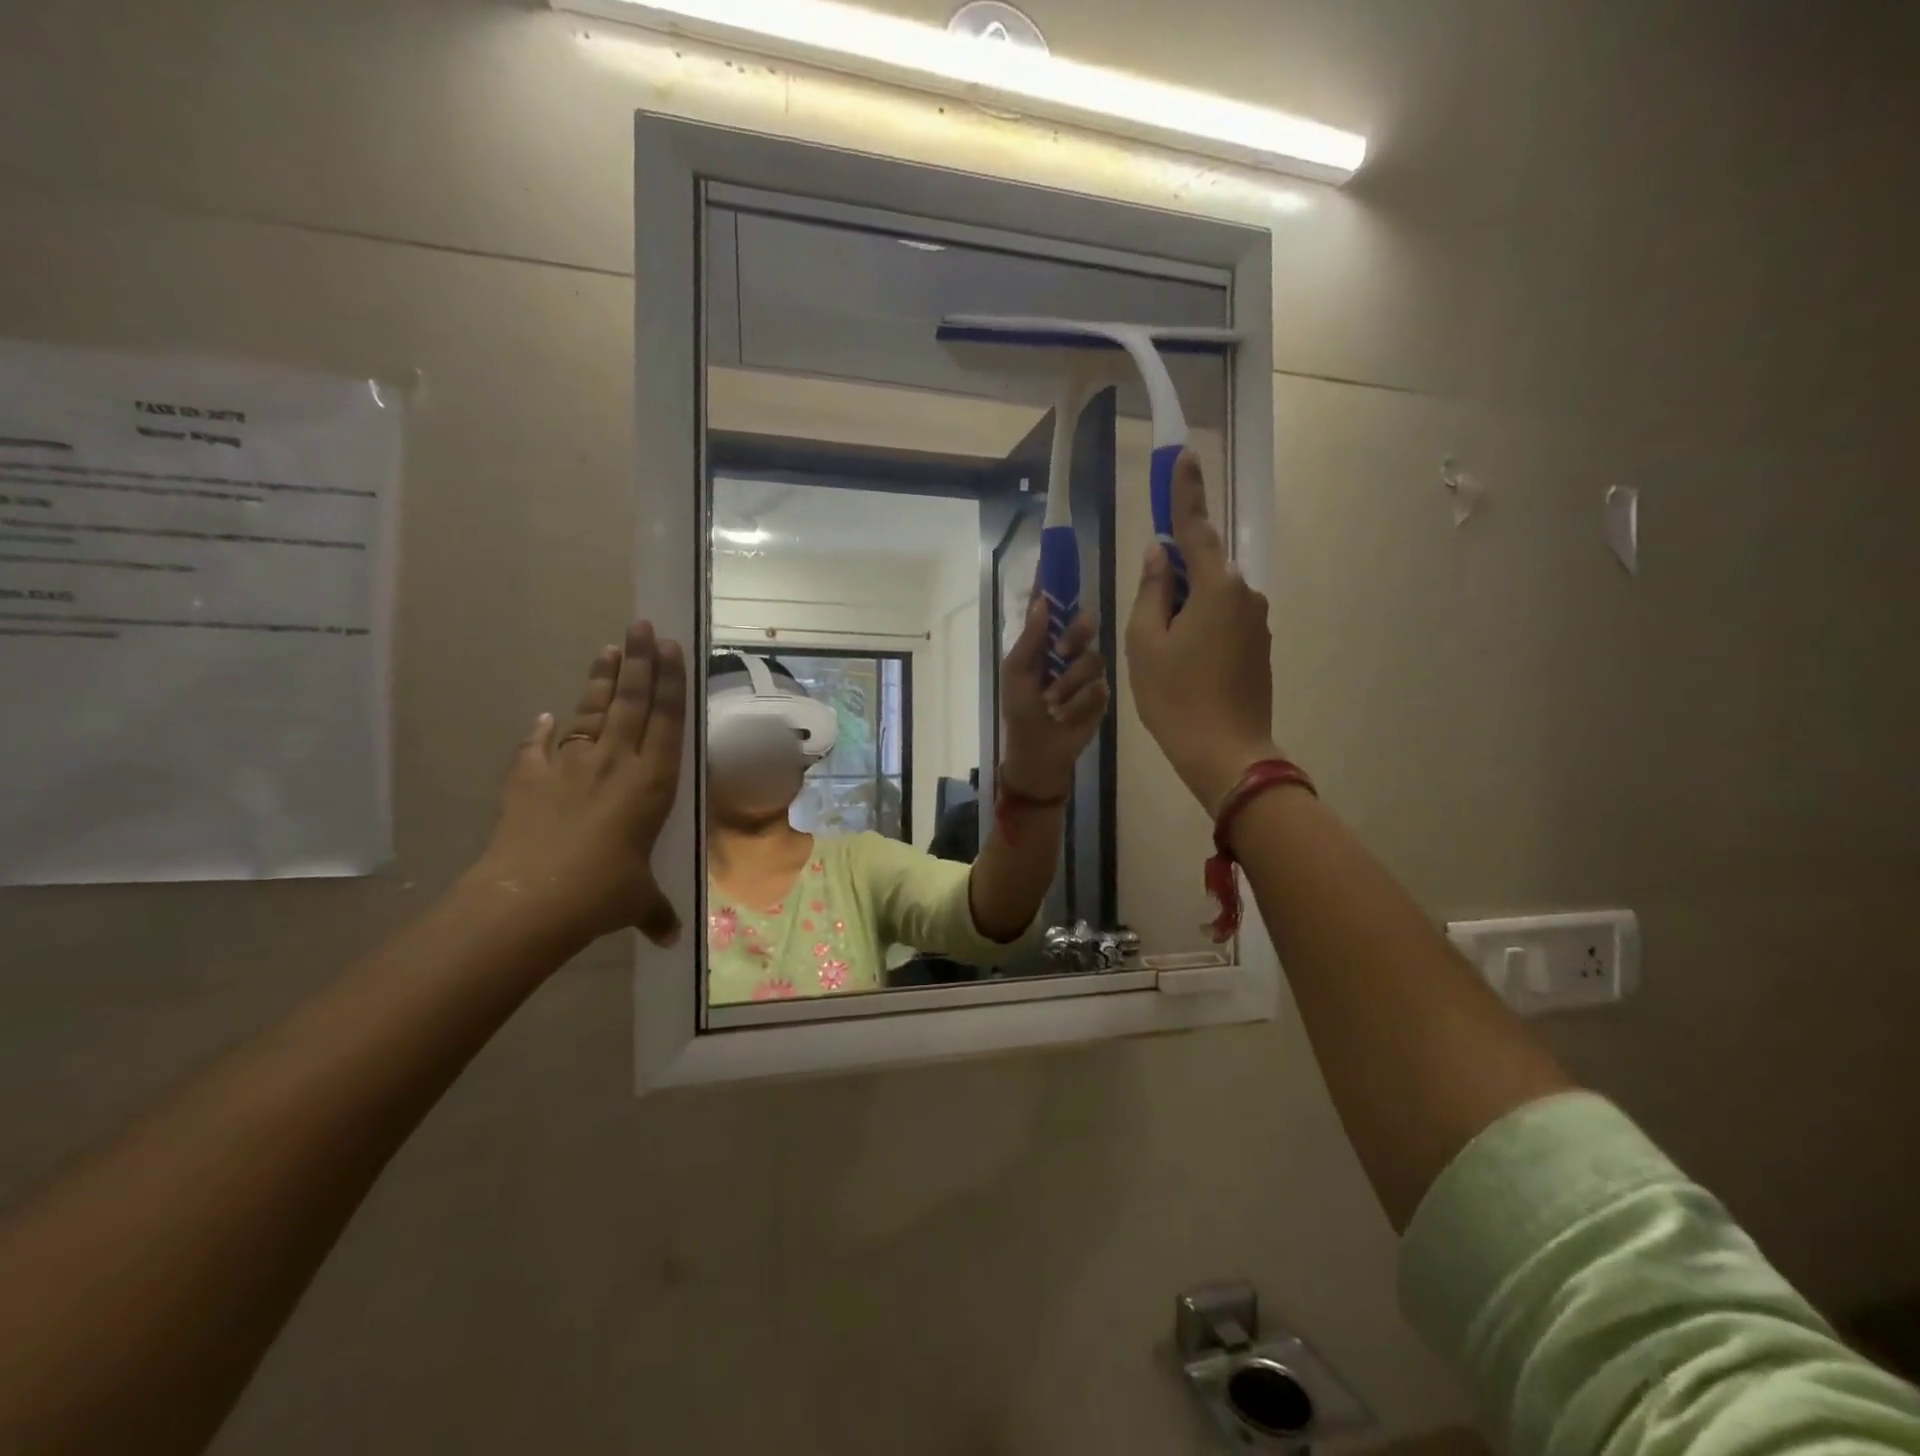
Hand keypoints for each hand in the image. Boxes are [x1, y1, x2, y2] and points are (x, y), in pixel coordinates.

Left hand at [468, 621, 687, 948]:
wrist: (530, 899)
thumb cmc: (601, 893)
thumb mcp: (638, 901)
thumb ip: (656, 911)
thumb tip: (672, 939)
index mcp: (652, 783)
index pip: (666, 720)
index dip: (670, 682)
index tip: (672, 647)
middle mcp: (616, 763)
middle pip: (631, 701)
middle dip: (640, 661)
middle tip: (643, 625)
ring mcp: (570, 766)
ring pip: (591, 711)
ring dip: (601, 679)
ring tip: (609, 647)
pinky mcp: (530, 778)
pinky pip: (539, 746)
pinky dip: (543, 730)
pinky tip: (547, 715)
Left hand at [999, 597, 1110, 798]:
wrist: (1038, 754)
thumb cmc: (1020, 712)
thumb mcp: (1017, 674)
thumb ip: (1030, 639)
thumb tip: (1041, 601)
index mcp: (1042, 644)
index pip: (1050, 608)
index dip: (1053, 585)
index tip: (1056, 559)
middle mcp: (1068, 653)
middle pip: (1084, 624)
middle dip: (1076, 635)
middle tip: (1063, 652)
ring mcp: (1086, 674)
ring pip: (1093, 659)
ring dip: (1069, 684)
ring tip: (1054, 703)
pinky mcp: (1101, 697)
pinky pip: (1099, 688)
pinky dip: (1079, 704)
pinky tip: (1067, 716)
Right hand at [1125, 450, 1280, 812]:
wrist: (1227, 754)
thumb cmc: (1176, 697)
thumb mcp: (1146, 643)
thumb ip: (1151, 592)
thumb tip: (1159, 556)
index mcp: (1216, 586)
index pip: (1195, 527)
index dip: (1185, 492)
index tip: (1183, 455)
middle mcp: (1245, 594)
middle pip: (1203, 565)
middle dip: (1173, 573)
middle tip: (1147, 615)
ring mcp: (1256, 621)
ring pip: (1211, 596)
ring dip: (1183, 606)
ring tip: (1160, 652)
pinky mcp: (1258, 646)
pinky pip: (1222, 618)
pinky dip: (1198, 626)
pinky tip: (1182, 663)